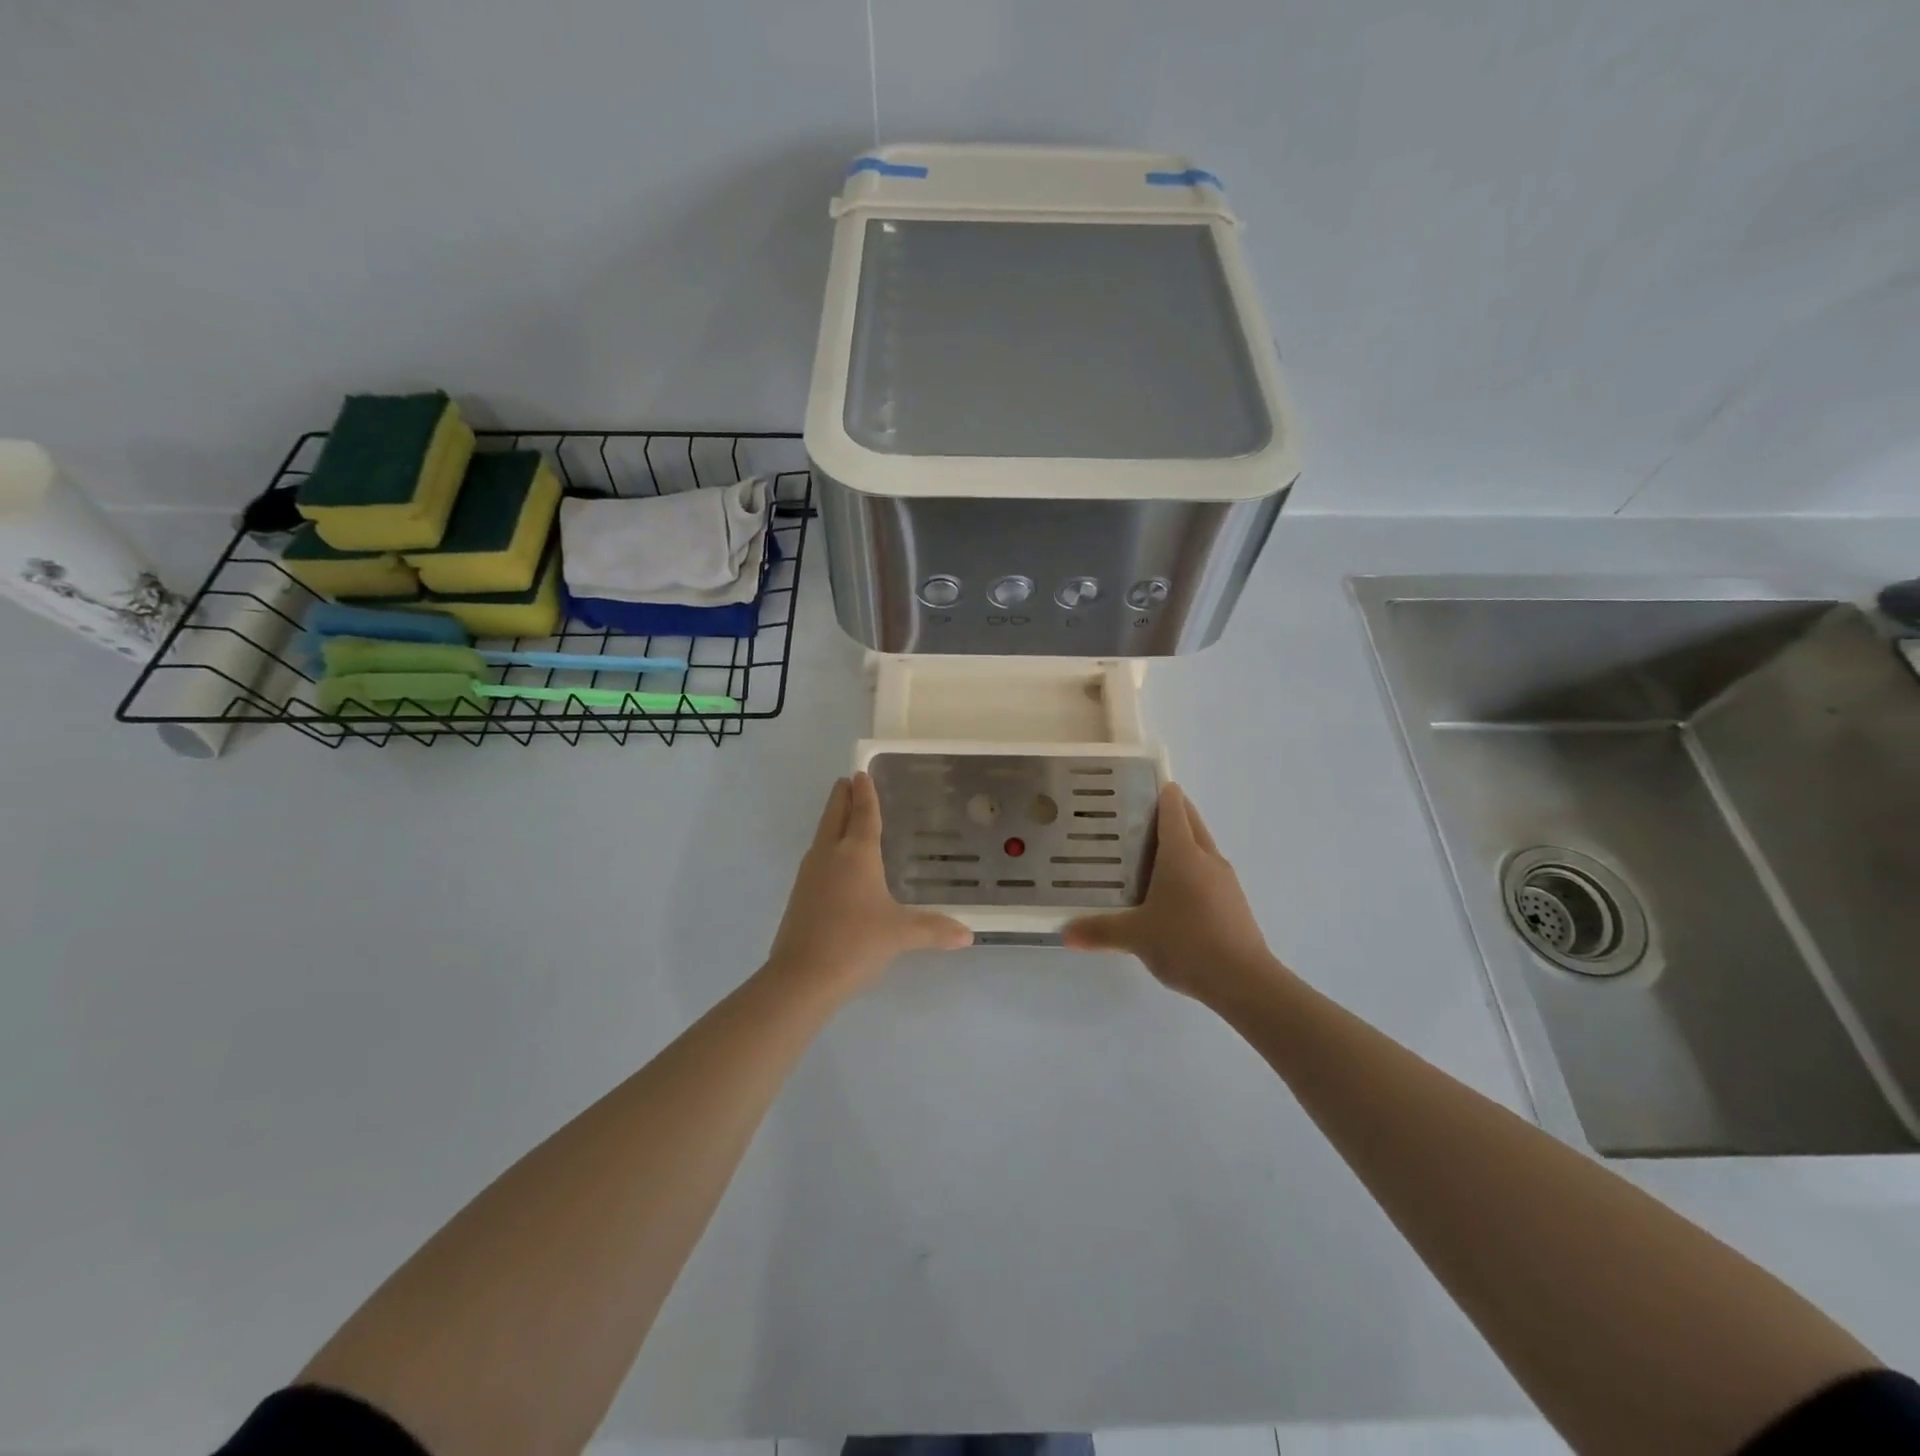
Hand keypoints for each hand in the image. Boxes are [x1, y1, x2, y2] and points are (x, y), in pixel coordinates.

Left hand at [768, 772, 972, 994]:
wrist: (801, 977)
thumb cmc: (856, 943)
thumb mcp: (900, 935)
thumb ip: (934, 929)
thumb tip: (968, 935)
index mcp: (856, 854)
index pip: (864, 814)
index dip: (866, 793)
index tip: (861, 772)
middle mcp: (830, 855)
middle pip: (835, 816)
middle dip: (843, 797)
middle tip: (848, 781)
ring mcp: (809, 874)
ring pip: (822, 835)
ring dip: (832, 819)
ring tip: (843, 814)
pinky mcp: (799, 894)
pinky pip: (816, 857)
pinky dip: (827, 845)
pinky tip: (834, 861)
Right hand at [1063, 783, 1284, 1003]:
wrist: (1243, 981)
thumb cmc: (1185, 943)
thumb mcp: (1135, 936)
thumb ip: (1099, 931)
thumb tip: (1064, 933)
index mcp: (1182, 854)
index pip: (1173, 809)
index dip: (1161, 793)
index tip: (1144, 785)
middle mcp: (1206, 858)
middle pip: (1191, 822)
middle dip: (1173, 812)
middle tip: (1140, 815)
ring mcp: (1225, 880)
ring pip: (1202, 848)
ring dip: (1183, 842)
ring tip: (1152, 853)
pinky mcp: (1235, 903)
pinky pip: (1209, 873)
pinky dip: (1193, 870)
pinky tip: (1175, 892)